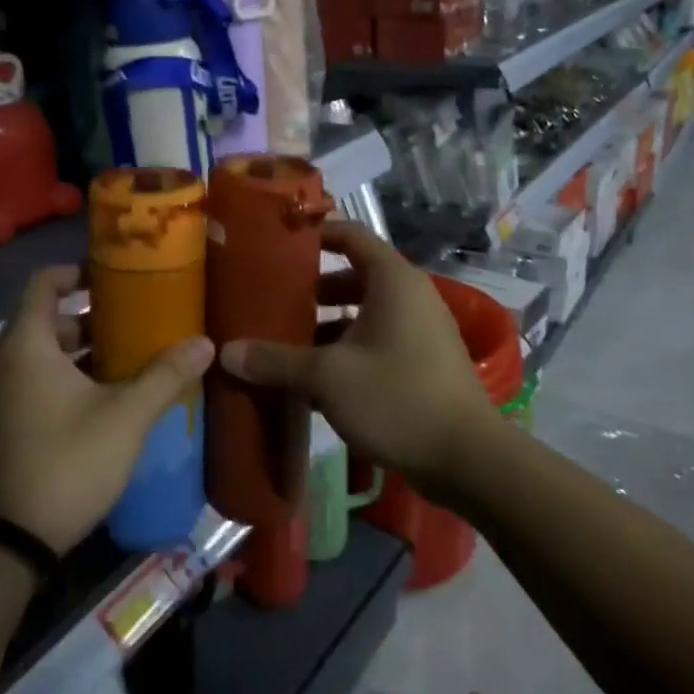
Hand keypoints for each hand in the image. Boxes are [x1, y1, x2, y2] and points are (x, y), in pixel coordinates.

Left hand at [0, 266, 213, 554]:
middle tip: (135, 322)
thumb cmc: (67, 462)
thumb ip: (165, 376)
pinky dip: (64, 379)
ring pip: (41, 356)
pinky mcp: (0, 425)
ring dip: (81, 353)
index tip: (113, 275)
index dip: (76, 272)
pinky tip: (104, 399)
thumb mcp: (125, 417)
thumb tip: (205, 343)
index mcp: (27, 346)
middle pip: (46, 321)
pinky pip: (33, 383)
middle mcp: (3, 363)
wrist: (10, 542)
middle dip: (90, 318)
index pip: (43, 284)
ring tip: (129, 359)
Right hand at [220, 223, 495, 497]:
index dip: (315, 233)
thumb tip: (225, 353)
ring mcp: (418, 331)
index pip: (350, 235)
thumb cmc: (397, 398)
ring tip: (283, 342)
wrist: (467, 459)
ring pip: (362, 314)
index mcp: (392, 280)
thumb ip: (276, 361)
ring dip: (325, 325)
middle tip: (271, 301)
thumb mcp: (327, 377)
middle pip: (353, 276)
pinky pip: (374, 342)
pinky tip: (312, 380)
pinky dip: (344, 351)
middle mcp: (409, 296)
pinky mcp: (420, 363)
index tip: (277, 242)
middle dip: (311, 289)